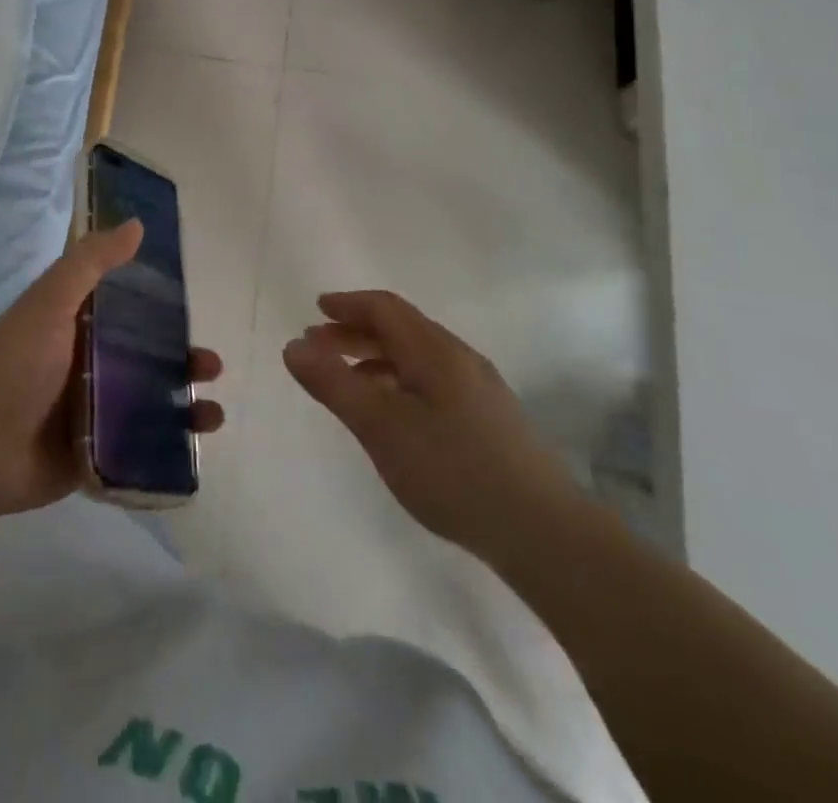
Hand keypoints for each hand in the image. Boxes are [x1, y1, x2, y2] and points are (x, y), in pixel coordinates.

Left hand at [0, 219, 224, 518]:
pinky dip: (168, 447)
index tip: (195, 306)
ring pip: (149, 404)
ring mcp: (92, 413)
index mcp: (78, 326)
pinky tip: (196, 446)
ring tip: (212, 412)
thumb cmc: (16, 363)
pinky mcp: (95, 454)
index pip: (129, 309)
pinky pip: (139, 448)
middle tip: (211, 366)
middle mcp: (88, 365)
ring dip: (184, 406)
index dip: (163, 307)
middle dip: (183, 361)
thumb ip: (91, 263)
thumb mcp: (51, 301)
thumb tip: (137, 224)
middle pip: (147, 359)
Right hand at [282, 290, 581, 562]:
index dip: (348, 304)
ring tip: (347, 382)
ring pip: (417, 358)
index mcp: (434, 350)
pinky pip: (432, 382)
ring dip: (376, 359)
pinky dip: (399, 383)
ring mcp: (480, 390)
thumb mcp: (380, 426)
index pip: (385, 308)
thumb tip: (293, 346)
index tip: (316, 309)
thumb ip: (334, 384)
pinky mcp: (490, 421)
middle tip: (319, 346)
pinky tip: (392, 416)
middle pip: (401, 329)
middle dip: (356, 332)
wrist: (545, 534)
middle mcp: (459, 359)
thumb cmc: (453, 471)